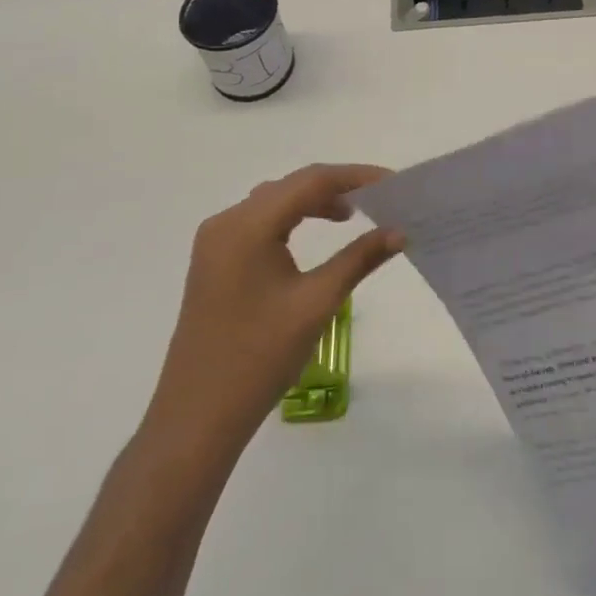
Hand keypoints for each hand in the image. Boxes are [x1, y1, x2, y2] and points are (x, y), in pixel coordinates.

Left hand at [141, 164, 405, 461]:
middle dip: (336, 188)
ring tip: (352, 216)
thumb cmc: (259, 358)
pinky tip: (313, 236)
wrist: (196, 419)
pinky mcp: (214, 262)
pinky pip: (259, 223)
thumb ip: (359, 259)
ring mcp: (215, 242)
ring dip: (312, 203)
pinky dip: (291, 220)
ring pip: (274, 203)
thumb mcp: (316, 303)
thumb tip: (400, 231)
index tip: (393, 182)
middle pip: (290, 187)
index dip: (355, 176)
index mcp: (247, 225)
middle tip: (379, 200)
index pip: (310, 181)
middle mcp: (226, 222)